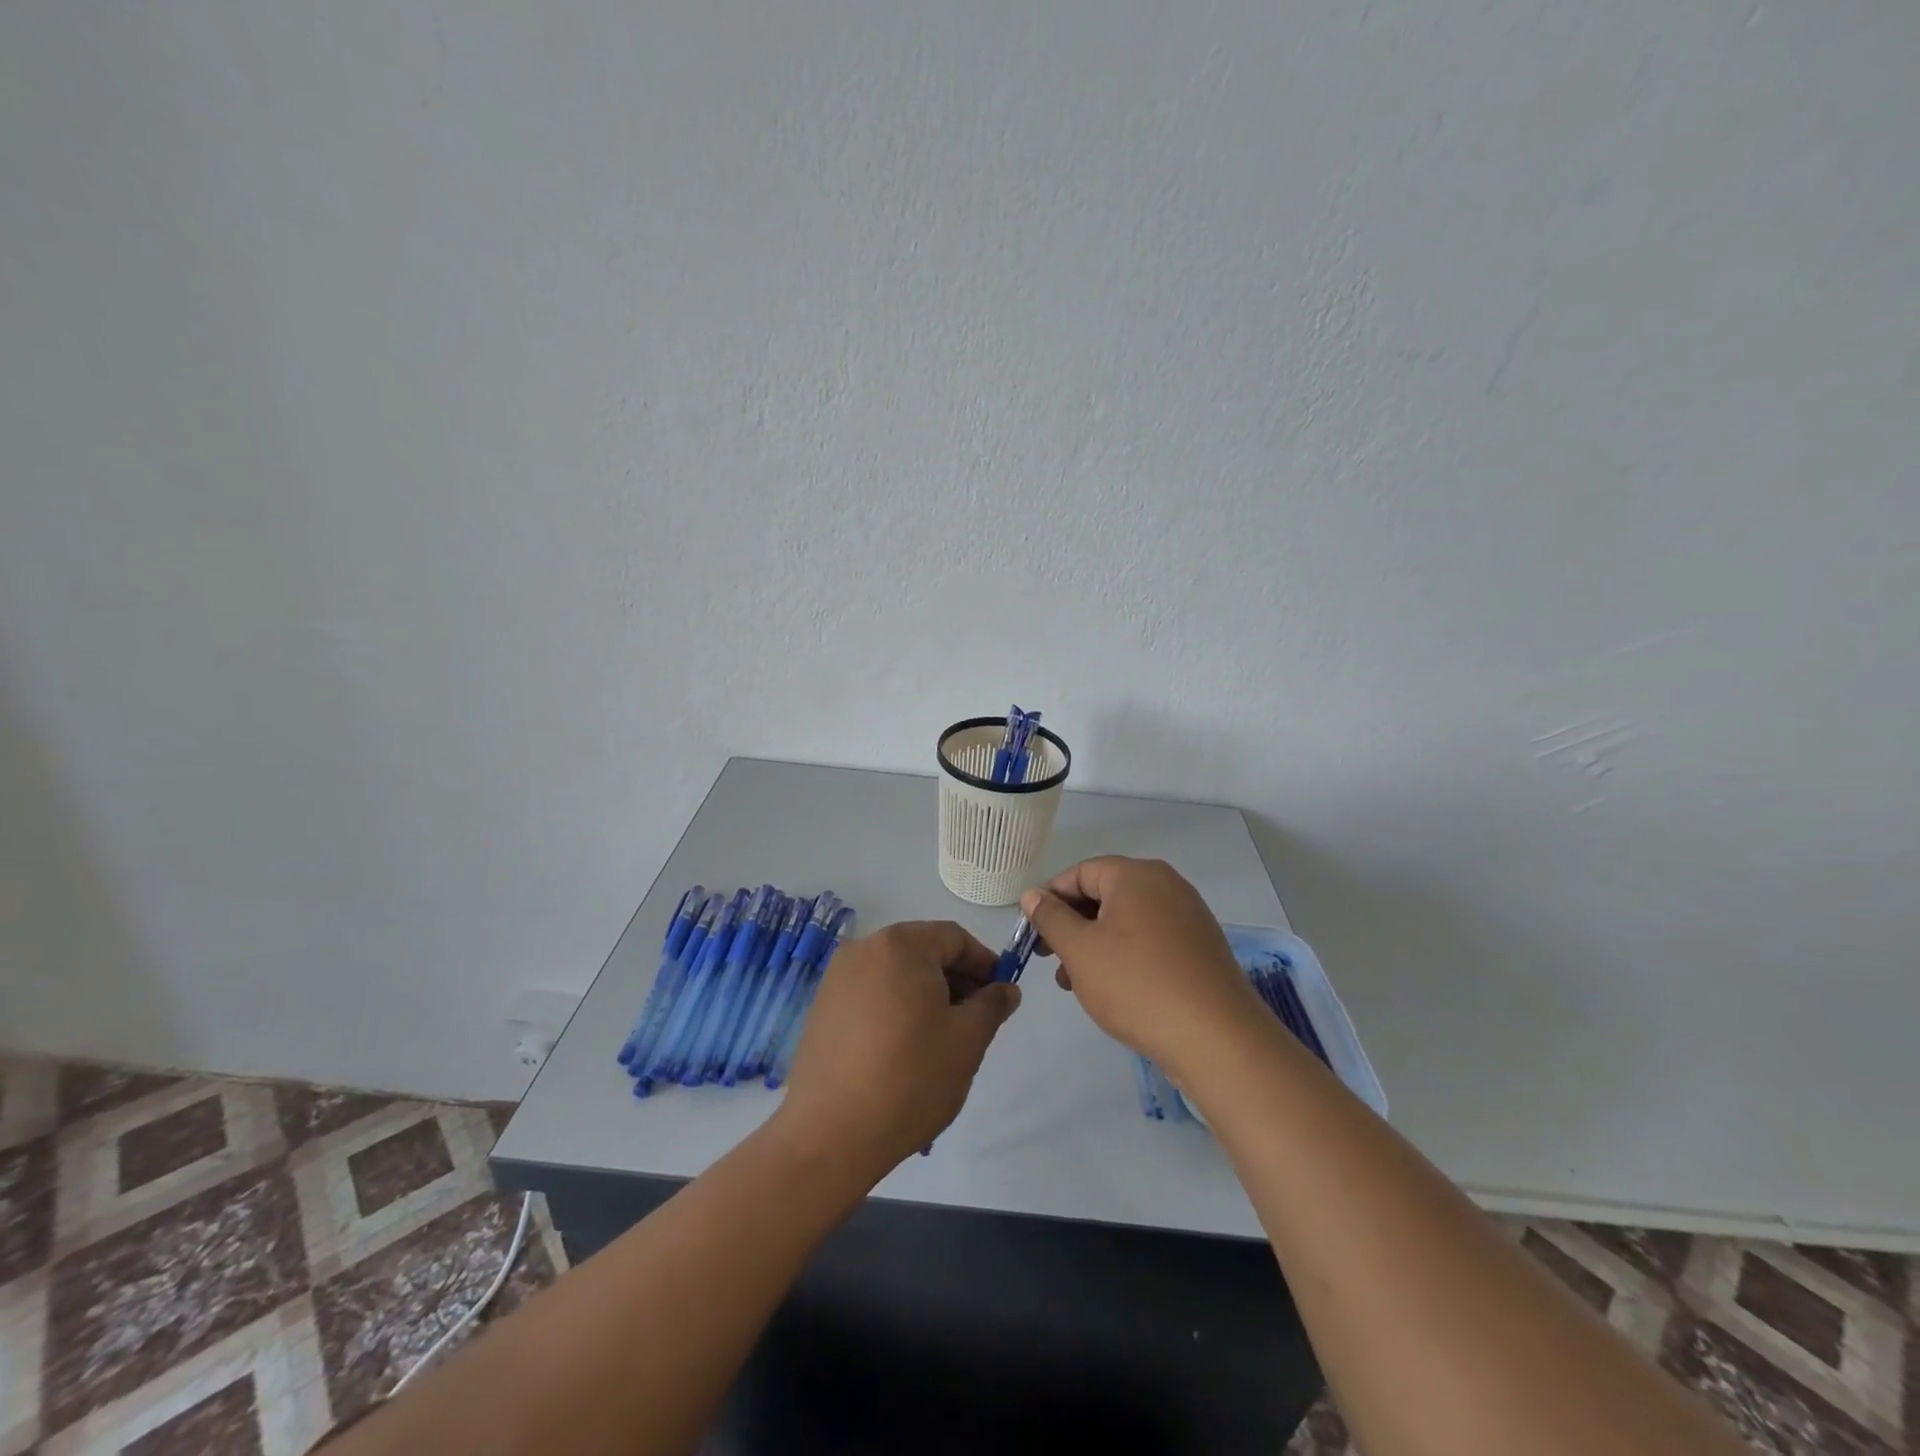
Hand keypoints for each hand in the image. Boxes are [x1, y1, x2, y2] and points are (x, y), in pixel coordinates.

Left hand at [777, 921, 1019, 1176]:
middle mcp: (865, 948)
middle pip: (923, 952)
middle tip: (975, 1021)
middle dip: (955, 980)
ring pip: (896, 974)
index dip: (984, 963)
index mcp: (902, 945)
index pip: (954, 938)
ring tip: (941, 1040)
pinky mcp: (822, 1007)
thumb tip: (1006, 989)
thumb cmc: (910, 1078)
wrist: (831, 1134)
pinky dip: (895, 1008)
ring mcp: (837, 978)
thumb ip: (992, 1005)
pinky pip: (871, 994)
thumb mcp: (967, 1041)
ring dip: (925, 996)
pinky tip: (904, 1049)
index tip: (1000, 995)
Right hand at [1022, 857, 1267, 1080]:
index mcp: (1136, 875)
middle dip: (1072, 925)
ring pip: (1126, 920)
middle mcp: (1166, 885)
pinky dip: (1124, 955)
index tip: (1032, 933)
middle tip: (1051, 960)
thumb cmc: (1137, 985)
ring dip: (1095, 944)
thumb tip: (1033, 894)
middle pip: (1104, 894)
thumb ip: (1051, 918)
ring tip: (1076, 983)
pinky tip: (1113, 988)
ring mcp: (1188, 916)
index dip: (1050, 899)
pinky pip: (1150, 939)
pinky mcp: (1200, 947)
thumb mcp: (1079, 950)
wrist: (1216, 1038)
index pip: (1079, 872)